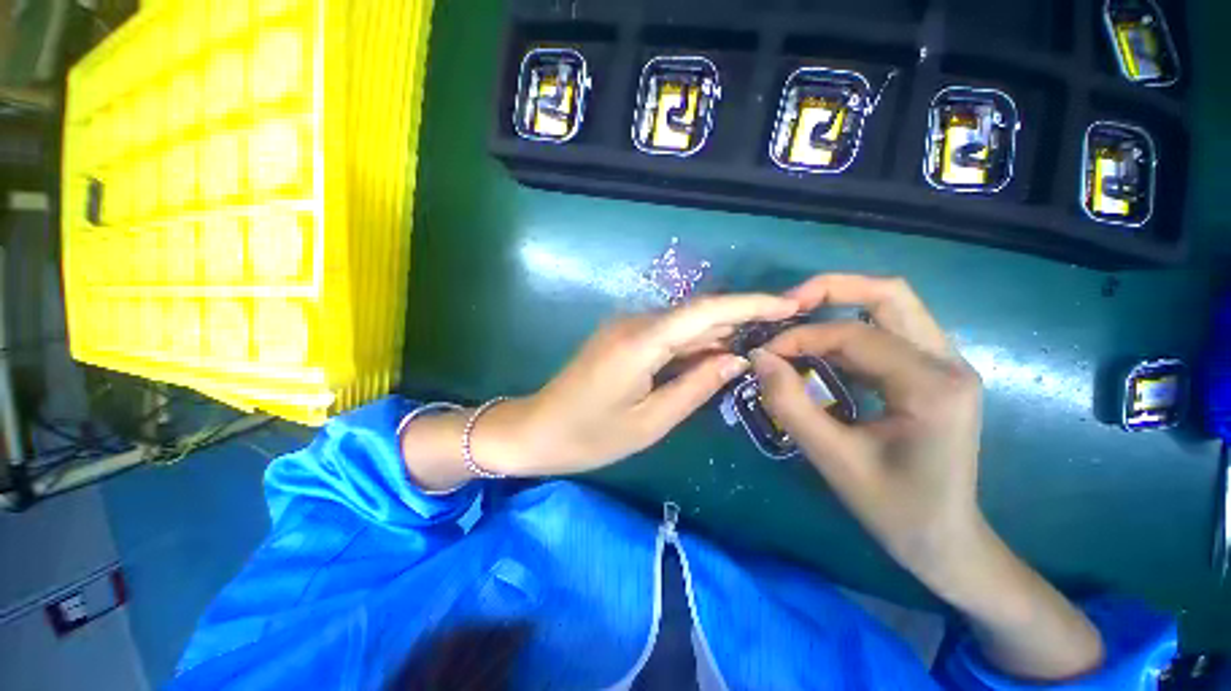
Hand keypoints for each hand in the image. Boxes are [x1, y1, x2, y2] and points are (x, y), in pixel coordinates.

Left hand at [495, 294, 798, 475]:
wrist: (537, 429)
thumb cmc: (590, 436)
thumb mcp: (650, 422)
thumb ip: (695, 387)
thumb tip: (736, 360)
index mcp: (641, 342)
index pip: (705, 311)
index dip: (749, 304)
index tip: (788, 305)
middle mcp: (634, 323)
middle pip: (696, 312)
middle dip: (740, 318)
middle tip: (781, 330)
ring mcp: (625, 328)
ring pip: (682, 323)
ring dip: (717, 332)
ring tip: (757, 344)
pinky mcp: (621, 337)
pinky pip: (666, 334)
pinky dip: (693, 343)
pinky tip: (714, 355)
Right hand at [750, 274, 1102, 680]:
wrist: (945, 540)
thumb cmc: (894, 508)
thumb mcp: (832, 459)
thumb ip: (790, 403)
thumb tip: (759, 358)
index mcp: (932, 385)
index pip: (854, 335)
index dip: (800, 337)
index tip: (764, 353)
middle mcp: (948, 362)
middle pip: (889, 294)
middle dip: (830, 289)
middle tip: (786, 304)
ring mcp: (946, 364)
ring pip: (891, 306)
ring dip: (839, 305)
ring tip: (796, 319)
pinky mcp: (933, 372)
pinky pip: (887, 331)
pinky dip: (847, 329)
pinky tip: (819, 349)